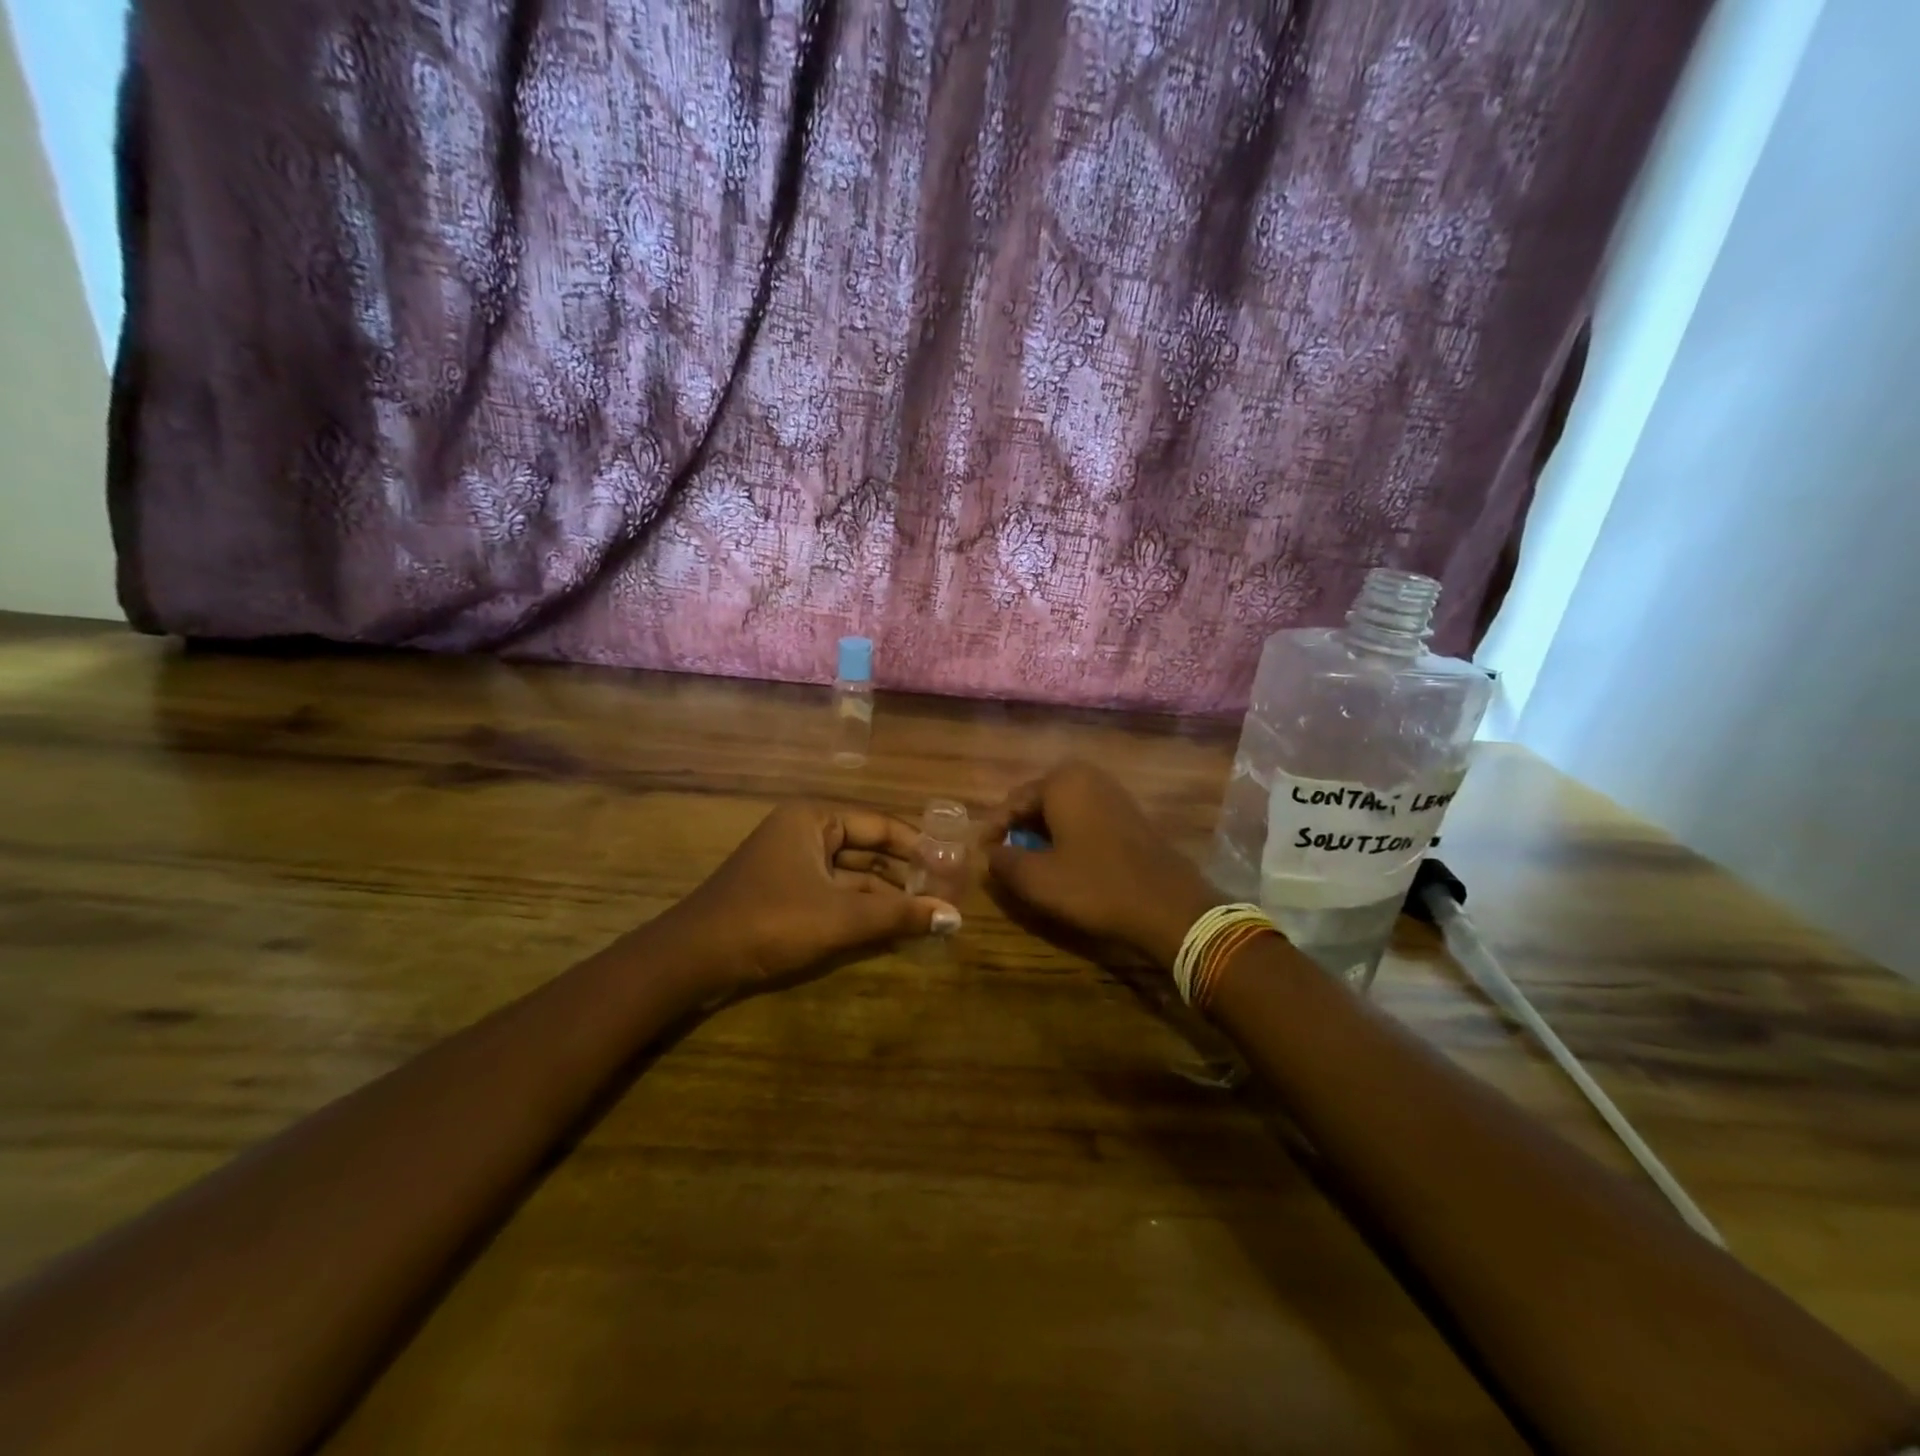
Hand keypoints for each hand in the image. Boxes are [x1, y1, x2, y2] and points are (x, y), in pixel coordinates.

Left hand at [670, 802, 961, 990]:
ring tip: (927, 915)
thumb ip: (898, 915)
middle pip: (867, 849)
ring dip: (885, 896)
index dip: (919, 847)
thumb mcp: (840, 918)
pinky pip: (833, 895)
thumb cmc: (770, 921)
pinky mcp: (784, 895)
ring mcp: (792, 865)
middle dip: (904, 874)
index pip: (880, 825)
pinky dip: (860, 911)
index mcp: (814, 820)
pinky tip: (891, 929)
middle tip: (945, 894)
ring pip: (851, 876)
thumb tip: (954, 919)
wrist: (692, 960)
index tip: (953, 867)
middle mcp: (804, 834)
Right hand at [985, 760, 1220, 967]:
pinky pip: (1085, 820)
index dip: (993, 831)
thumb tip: (988, 854)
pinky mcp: (1130, 815)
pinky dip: (1068, 838)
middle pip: (1038, 803)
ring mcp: (1113, 794)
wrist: (1167, 907)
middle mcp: (1088, 776)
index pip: (1012, 801)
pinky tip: (1064, 864)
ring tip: (1029, 865)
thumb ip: (1003, 861)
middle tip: (1002, 860)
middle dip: (1019, 831)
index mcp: (1062, 780)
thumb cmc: (1094, 886)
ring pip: (1062, 812)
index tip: (980, 856)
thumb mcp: (1037, 878)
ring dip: (1042, 835)